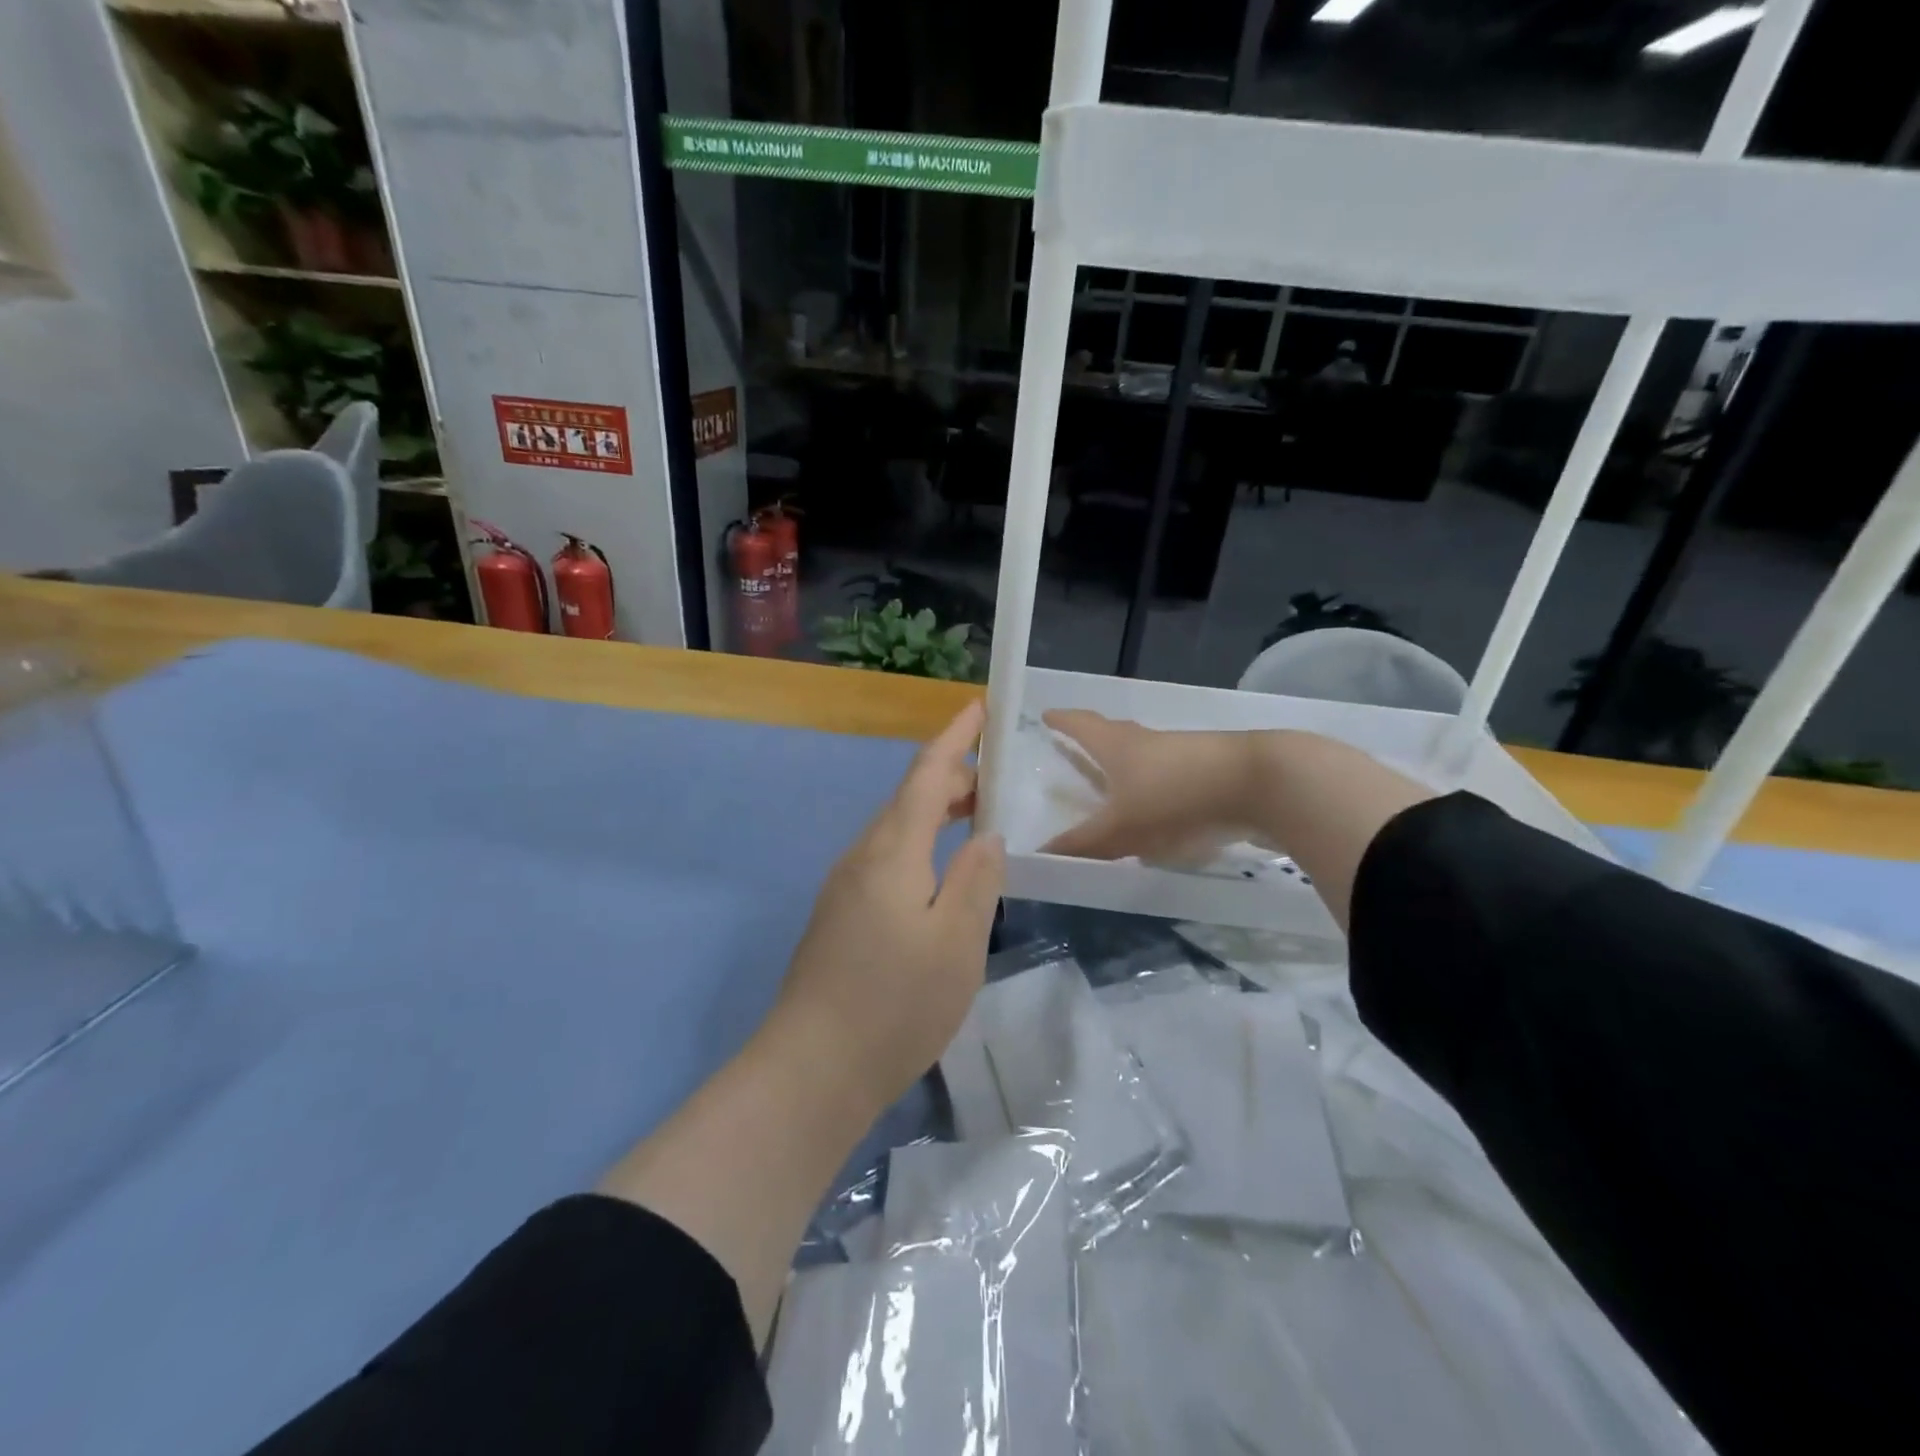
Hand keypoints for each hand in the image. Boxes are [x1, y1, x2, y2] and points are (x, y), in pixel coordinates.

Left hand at [766, 700, 1005, 1112]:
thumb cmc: (895, 1004)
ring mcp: (845, 887)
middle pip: (908, 799)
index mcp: (891, 852)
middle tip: (997, 780)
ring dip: (935, 814)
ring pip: (896, 831)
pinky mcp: (840, 915)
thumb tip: (986, 834)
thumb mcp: (957, 942)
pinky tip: (940, 874)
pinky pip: (887, 860)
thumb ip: (977, 879)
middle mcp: (862, 857)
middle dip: (951, 778)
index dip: (954, 737)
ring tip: (975, 819)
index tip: (978, 707)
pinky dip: (920, 846)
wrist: (812, 1069)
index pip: (925, 775)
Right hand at [1040, 710, 1261, 863]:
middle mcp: (1146, 740)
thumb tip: (1040, 855)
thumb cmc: (1175, 797)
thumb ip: (1082, 844)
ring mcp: (1181, 752)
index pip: (1080, 724)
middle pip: (1112, 734)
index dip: (1061, 721)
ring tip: (1114, 785)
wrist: (1259, 784)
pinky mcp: (1209, 769)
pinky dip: (1155, 786)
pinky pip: (1170, 774)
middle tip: (1075, 748)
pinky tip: (1158, 809)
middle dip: (1091, 741)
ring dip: (1125, 766)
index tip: (1046, 716)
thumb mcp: (1122, 829)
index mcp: (1116, 745)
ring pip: (1143, 755)